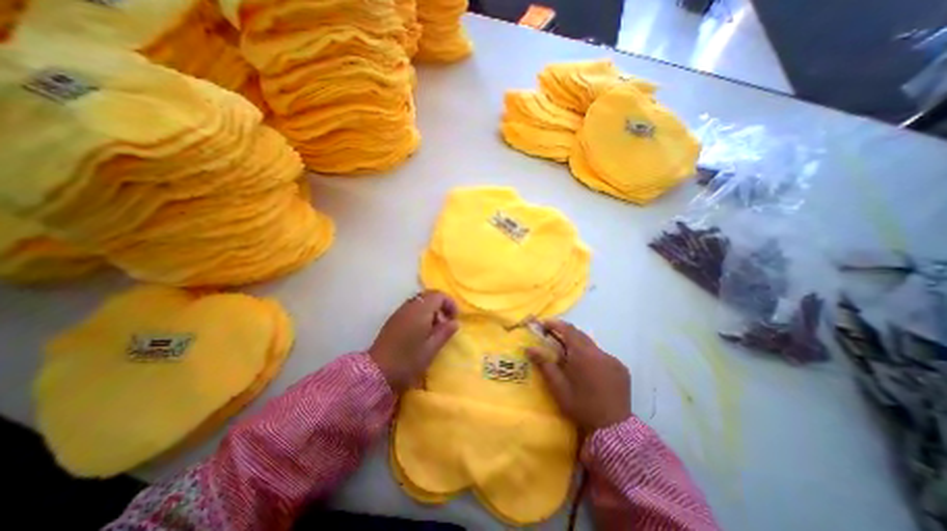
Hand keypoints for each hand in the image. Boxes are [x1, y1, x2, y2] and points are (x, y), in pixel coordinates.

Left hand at [368, 293, 460, 390]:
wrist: (376, 371)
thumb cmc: (407, 361)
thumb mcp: (431, 349)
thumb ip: (445, 332)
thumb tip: (455, 322)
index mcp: (420, 311)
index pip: (439, 295)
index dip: (450, 303)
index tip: (454, 319)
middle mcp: (410, 306)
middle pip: (429, 295)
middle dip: (441, 305)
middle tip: (447, 321)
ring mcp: (400, 312)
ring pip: (420, 301)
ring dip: (431, 309)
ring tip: (435, 328)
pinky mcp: (393, 319)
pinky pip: (412, 308)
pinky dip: (421, 313)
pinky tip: (422, 331)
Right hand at [530, 319, 630, 431]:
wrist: (614, 430)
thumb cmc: (581, 406)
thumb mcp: (558, 387)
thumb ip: (544, 364)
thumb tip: (529, 348)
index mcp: (583, 354)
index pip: (568, 330)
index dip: (555, 324)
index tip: (544, 324)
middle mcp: (600, 352)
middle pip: (580, 335)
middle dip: (566, 333)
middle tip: (553, 337)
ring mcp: (613, 360)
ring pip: (592, 345)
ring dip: (579, 346)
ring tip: (569, 357)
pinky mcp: (622, 369)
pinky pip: (603, 356)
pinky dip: (592, 356)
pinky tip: (588, 370)